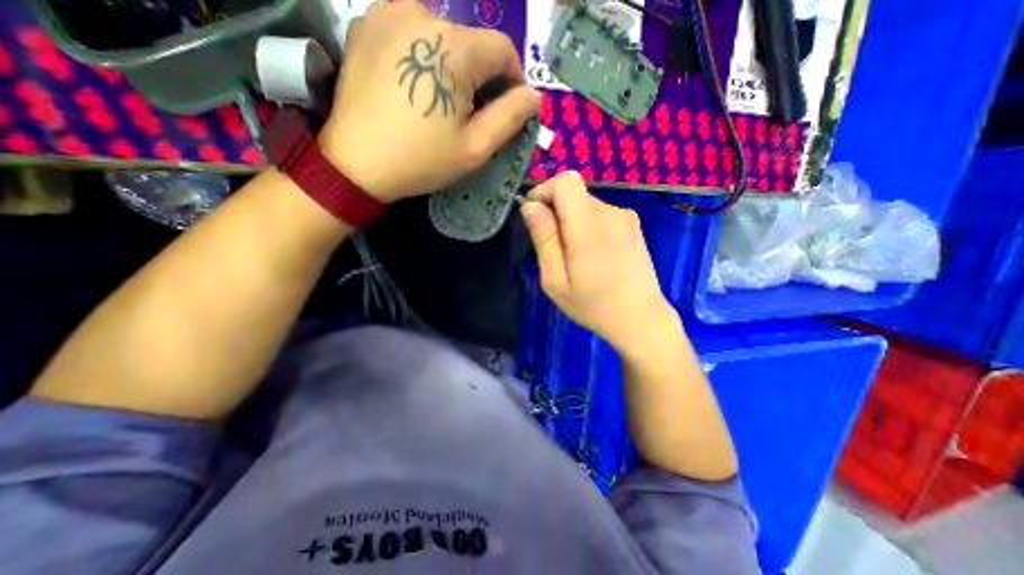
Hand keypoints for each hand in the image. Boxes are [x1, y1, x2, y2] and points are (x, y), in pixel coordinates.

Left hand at [320, 0, 542, 201]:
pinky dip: (424, 56)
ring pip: (442, 36)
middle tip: (472, 113)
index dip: (513, 79)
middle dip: (481, 76)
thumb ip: (510, 117)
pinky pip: (412, 32)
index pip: (503, 50)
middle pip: (472, 42)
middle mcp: (423, 14)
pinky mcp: (366, 24)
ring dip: (453, 66)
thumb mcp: (475, 148)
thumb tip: (533, 95)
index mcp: (455, 48)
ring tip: (441, 102)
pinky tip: (415, 86)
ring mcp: (388, 12)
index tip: (507, 107)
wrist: (356, 163)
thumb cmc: (422, 159)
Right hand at [522, 171, 677, 349]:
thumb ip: (543, 238)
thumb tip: (530, 205)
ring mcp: (626, 217)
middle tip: (556, 249)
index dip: (545, 191)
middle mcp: (611, 213)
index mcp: (589, 227)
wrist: (640, 319)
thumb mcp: (555, 280)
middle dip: (556, 212)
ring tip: (576, 256)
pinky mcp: (633, 223)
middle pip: (574, 193)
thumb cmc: (593, 305)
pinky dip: (587, 225)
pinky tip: (593, 254)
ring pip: (585, 204)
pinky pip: (600, 213)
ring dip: (572, 221)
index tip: (536, 217)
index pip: (566, 181)